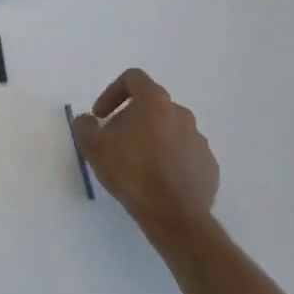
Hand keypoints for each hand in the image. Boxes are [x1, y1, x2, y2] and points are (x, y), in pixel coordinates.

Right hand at [71, 69, 217, 228]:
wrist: (174, 215)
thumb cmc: (132, 173)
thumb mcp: (94, 147)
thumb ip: (85, 126)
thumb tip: (88, 120)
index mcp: (155, 102)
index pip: (133, 78)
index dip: (112, 92)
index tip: (101, 116)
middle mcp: (181, 114)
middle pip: (151, 105)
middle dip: (130, 119)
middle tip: (115, 143)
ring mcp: (198, 139)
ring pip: (169, 130)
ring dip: (151, 139)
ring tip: (136, 165)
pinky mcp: (208, 164)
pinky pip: (184, 153)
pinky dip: (169, 159)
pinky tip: (157, 181)